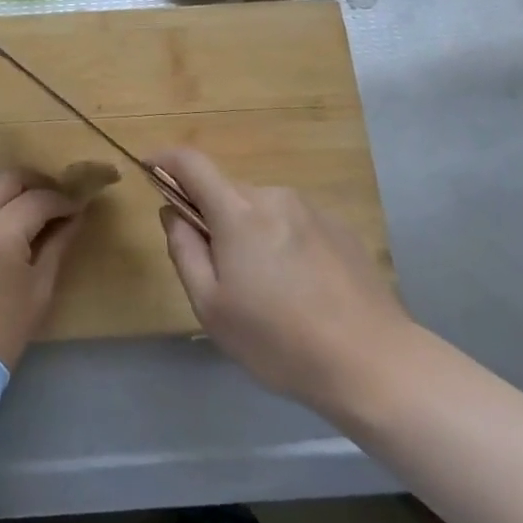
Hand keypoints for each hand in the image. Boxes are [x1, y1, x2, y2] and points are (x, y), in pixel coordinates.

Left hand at [0, 168, 85, 369]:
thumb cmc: (0, 333)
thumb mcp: (39, 289)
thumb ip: (58, 245)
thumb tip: (75, 217)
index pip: (38, 199)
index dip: (63, 200)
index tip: (76, 207)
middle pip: (8, 178)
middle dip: (36, 183)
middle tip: (54, 198)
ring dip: (7, 183)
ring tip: (26, 200)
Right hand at [156, 147, 410, 417]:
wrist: (372, 362)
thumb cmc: (279, 340)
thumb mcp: (212, 307)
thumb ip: (184, 250)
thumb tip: (173, 213)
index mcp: (238, 211)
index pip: (191, 162)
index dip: (165, 160)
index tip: (150, 171)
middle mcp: (273, 196)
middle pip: (227, 192)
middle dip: (212, 218)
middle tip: (219, 273)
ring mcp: (311, 209)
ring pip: (261, 210)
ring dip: (249, 233)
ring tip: (267, 292)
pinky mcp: (339, 227)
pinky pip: (292, 223)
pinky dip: (281, 243)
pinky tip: (301, 290)